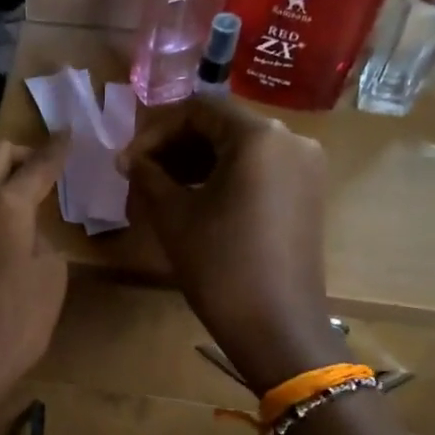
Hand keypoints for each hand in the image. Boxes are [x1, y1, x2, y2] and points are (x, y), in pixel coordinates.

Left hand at [0, 135, 71, 415]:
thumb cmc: (16, 323)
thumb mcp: (50, 276)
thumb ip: (42, 238)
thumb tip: (27, 228)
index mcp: (6, 205)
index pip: (37, 165)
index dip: (57, 149)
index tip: (68, 135)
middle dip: (20, 152)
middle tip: (41, 165)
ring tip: (5, 189)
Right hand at [119, 95, 339, 394]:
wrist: (276, 324)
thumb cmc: (220, 264)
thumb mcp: (173, 215)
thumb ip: (147, 175)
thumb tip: (127, 158)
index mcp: (258, 136)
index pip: (198, 110)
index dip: (155, 131)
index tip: (128, 162)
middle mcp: (291, 140)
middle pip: (221, 125)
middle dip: (175, 146)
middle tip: (141, 175)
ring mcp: (305, 167)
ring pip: (240, 148)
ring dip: (197, 162)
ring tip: (162, 190)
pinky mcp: (307, 193)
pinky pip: (259, 169)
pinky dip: (224, 176)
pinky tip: (196, 201)